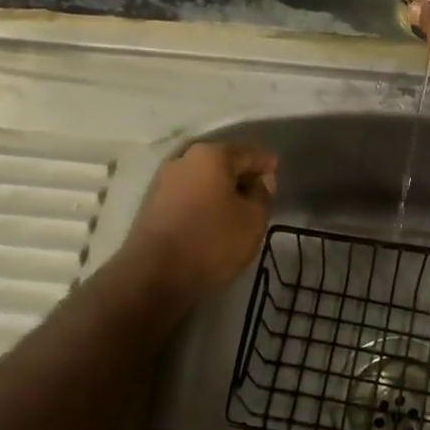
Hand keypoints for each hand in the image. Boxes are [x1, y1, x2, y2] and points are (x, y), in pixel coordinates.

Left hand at [121, 141, 277, 303]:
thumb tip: (260, 181)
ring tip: (238, 210)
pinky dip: (204, 202)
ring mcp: (164, 180)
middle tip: (260, 194)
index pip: (249, 153)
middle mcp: (184, 159)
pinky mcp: (152, 203)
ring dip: (221, 190)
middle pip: (223, 162)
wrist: (153, 276)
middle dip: (242, 175)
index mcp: (212, 155)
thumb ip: (263, 194)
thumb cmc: (212, 242)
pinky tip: (213, 219)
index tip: (278, 176)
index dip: (267, 164)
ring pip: (204, 178)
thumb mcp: (253, 220)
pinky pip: (188, 194)